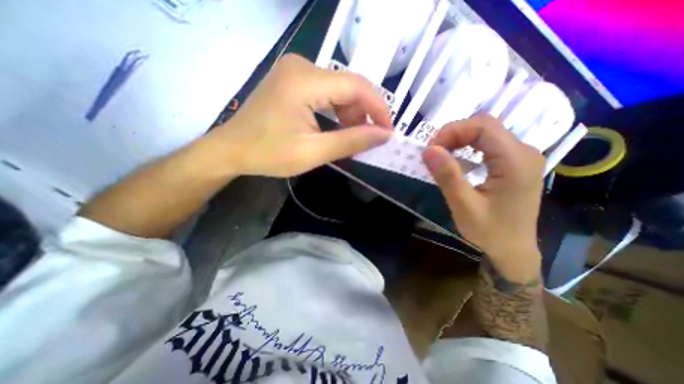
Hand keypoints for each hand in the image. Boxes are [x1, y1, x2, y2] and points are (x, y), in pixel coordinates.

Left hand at [205, 53, 393, 176]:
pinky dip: (336, 111)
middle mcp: (302, 66)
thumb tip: (383, 135)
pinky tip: (335, 128)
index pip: (356, 86)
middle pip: (348, 87)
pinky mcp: (293, 80)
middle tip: (366, 140)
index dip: (378, 108)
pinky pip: (326, 92)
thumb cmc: (269, 154)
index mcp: (305, 80)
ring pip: (338, 90)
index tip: (387, 131)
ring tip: (350, 138)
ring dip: (349, 115)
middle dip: (362, 115)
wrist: (232, 150)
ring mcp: (296, 71)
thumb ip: (351, 141)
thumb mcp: (313, 152)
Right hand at [424, 114, 545, 281]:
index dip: (452, 130)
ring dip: (459, 139)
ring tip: (441, 156)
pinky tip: (456, 160)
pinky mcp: (513, 163)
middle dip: (454, 133)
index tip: (431, 148)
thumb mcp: (464, 206)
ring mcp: (521, 156)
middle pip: (485, 125)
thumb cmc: (490, 232)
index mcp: (516, 161)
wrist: (513, 250)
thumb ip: (448, 176)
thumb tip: (428, 149)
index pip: (483, 126)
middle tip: (433, 152)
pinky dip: (467, 146)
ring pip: (486, 132)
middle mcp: (524, 152)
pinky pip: (488, 144)